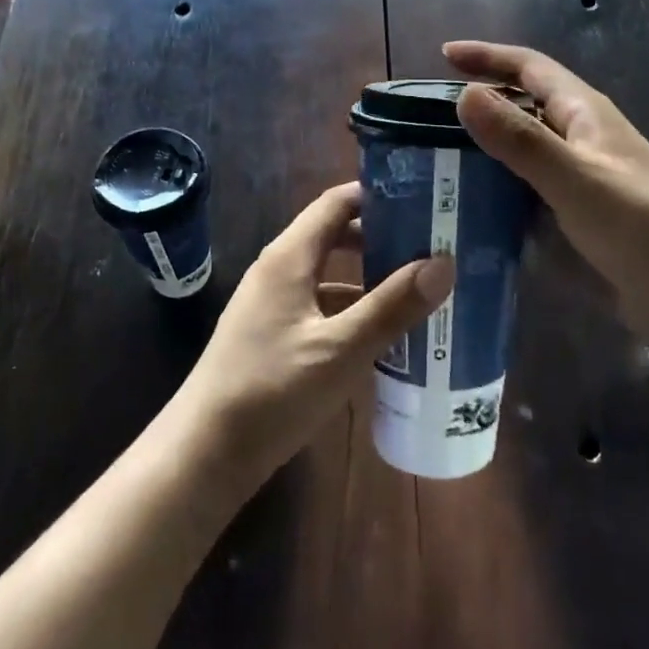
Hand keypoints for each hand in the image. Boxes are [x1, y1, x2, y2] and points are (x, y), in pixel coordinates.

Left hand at [171, 183, 452, 494]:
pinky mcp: (272, 335)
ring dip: (369, 278)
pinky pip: (320, 307)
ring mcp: (272, 304)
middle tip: (430, 246)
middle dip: (381, 238)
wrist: (205, 453)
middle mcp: (278, 270)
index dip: (377, 195)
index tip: (422, 200)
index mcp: (289, 257)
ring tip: (418, 289)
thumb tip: (443, 263)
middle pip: (334, 235)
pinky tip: (383, 336)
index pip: (336, 203)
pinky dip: (352, 311)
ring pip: (329, 276)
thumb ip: (391, 307)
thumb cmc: (272, 391)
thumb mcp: (341, 350)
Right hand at [444, 40, 648, 321]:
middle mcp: (581, 136)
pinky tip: (470, 201)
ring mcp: (580, 175)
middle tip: (429, 114)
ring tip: (436, 156)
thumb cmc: (639, 227)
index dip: (488, 56)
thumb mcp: (575, 178)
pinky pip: (527, 185)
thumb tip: (465, 94)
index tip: (443, 54)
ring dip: (485, 146)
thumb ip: (521, 139)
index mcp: (585, 113)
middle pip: (524, 104)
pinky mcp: (577, 211)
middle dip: (481, 100)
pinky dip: (498, 185)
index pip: (530, 67)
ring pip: (523, 147)